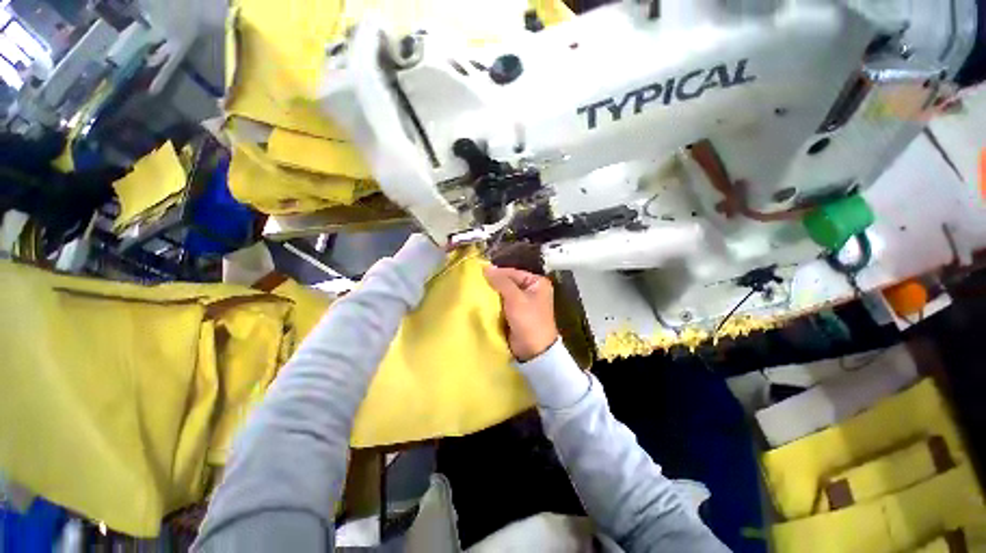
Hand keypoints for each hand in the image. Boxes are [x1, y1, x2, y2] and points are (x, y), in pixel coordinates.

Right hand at [483, 266, 558, 361]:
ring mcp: (525, 302)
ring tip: (476, 291)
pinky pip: (503, 304)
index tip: (478, 273)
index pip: (513, 272)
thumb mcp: (515, 298)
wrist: (534, 351)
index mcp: (537, 282)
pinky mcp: (517, 313)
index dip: (496, 273)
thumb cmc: (529, 320)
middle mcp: (532, 290)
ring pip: (504, 293)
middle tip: (475, 283)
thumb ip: (501, 282)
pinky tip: (482, 302)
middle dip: (493, 284)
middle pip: (508, 282)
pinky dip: (494, 303)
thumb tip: (486, 267)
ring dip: (492, 294)